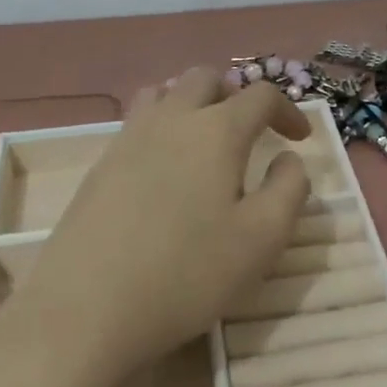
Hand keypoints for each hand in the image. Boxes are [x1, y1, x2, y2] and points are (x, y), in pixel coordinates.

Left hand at [0, 68, 312, 386]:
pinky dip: (162, 127)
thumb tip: (288, 159)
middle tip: (251, 132)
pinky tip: (166, 171)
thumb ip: (289, 190)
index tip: (299, 139)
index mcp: (217, 131)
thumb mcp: (262, 239)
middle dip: (236, 96)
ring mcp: (128, 138)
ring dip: (193, 103)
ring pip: (164, 92)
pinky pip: (136, 122)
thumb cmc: (188, 272)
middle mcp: (171, 119)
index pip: (260, 94)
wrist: (87, 307)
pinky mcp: (100, 165)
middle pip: (206, 79)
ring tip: (206, 141)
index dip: (287, 110)